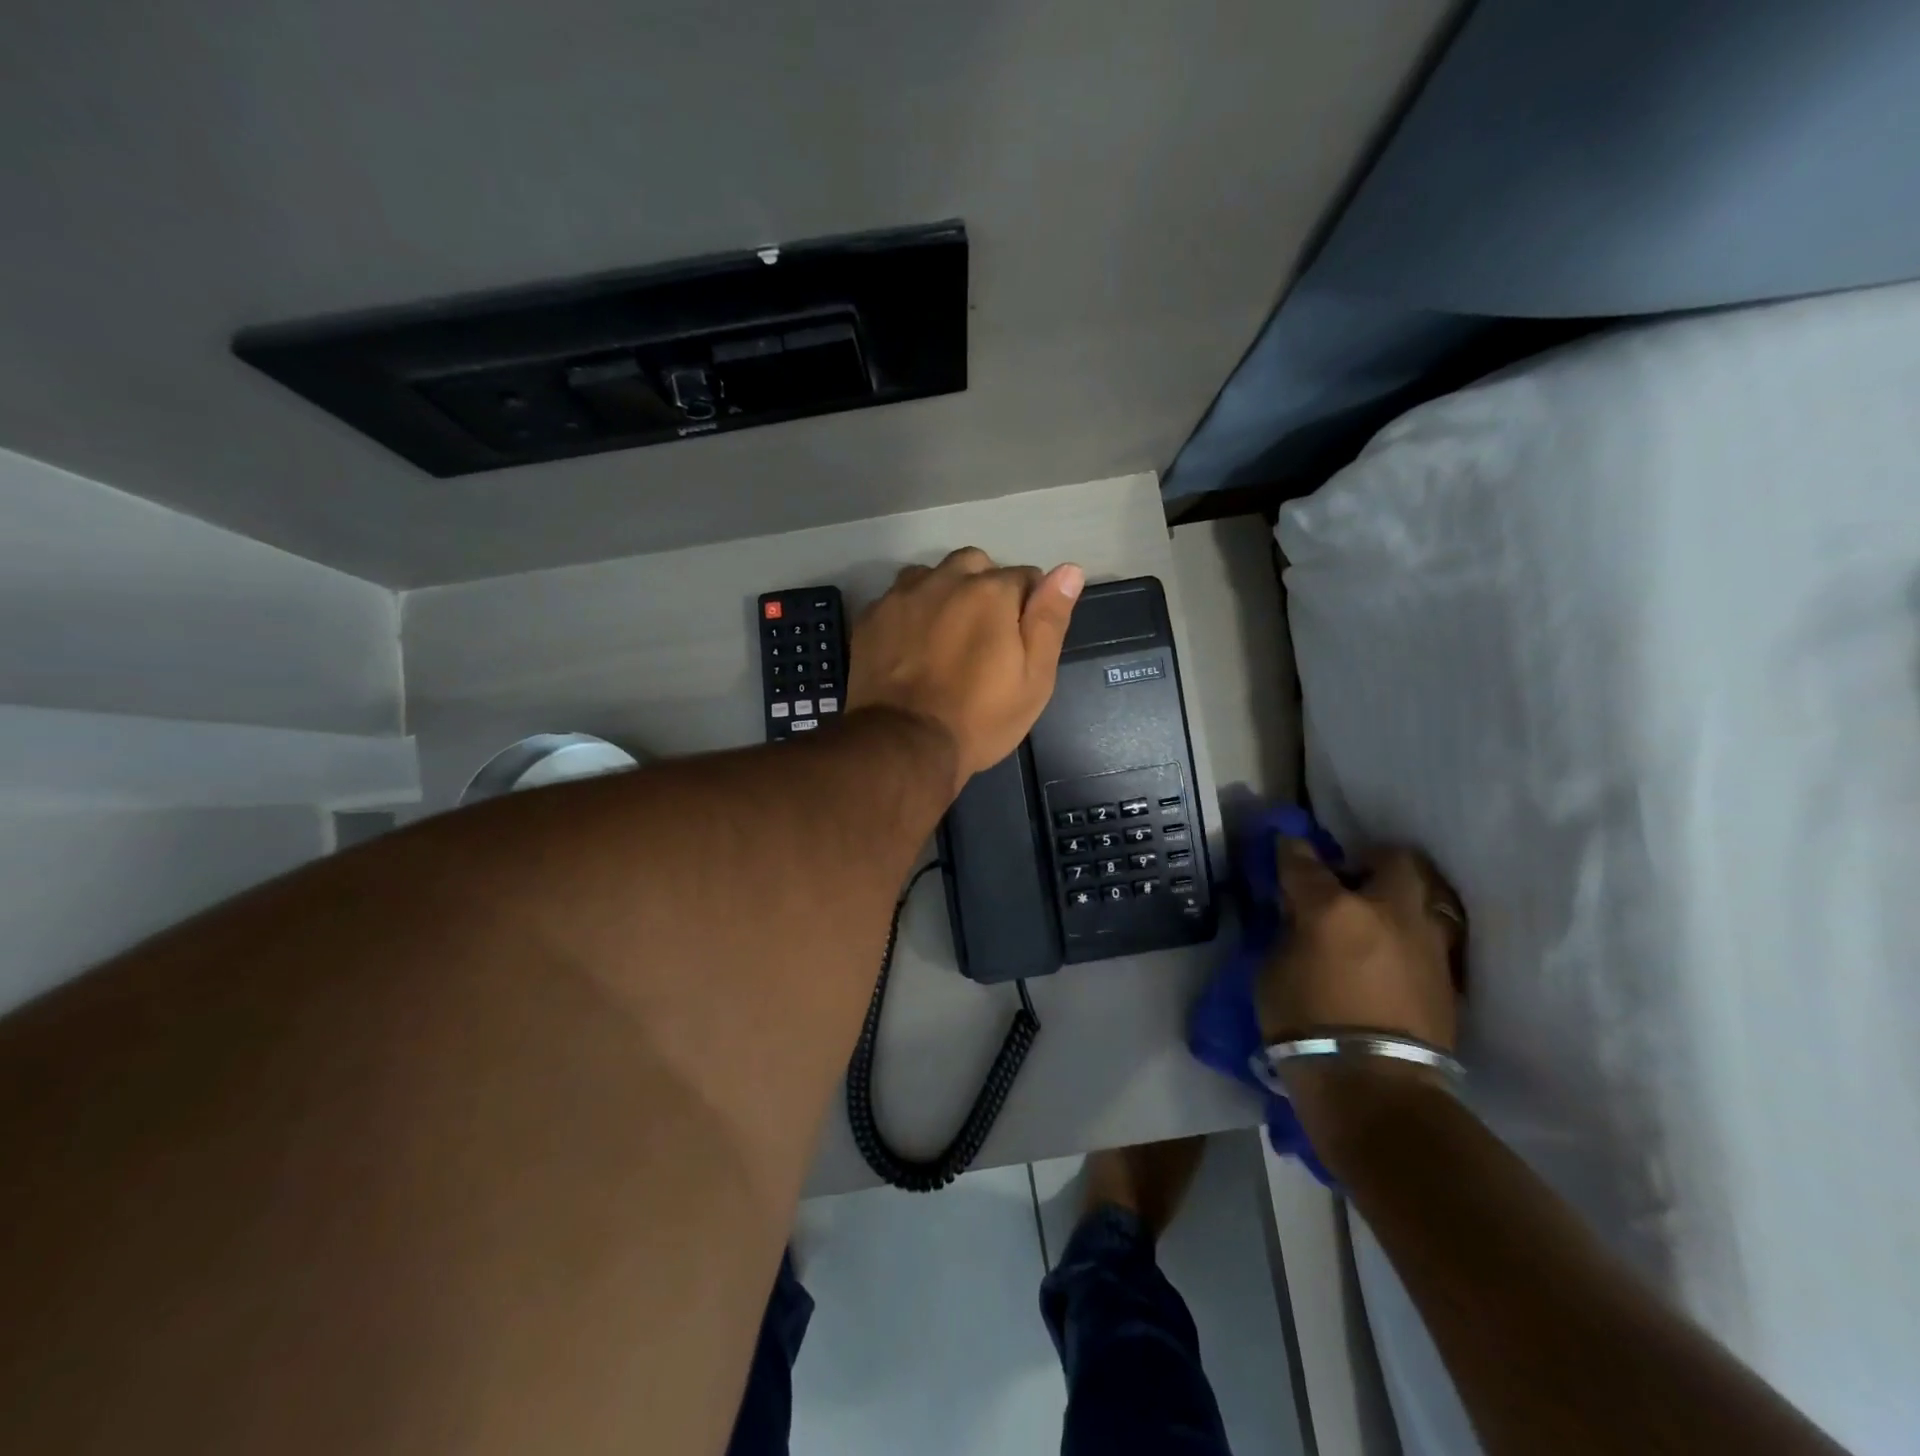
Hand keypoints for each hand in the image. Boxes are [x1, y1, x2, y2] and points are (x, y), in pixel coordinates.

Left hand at [847, 547, 1083, 792]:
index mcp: (991, 591)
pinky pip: (898, 599)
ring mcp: (901, 596)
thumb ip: (1050, 619)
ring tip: (945, 636)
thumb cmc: (981, 717)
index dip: (1028, 607)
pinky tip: (911, 646)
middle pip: (974, 566)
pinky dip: (910, 613)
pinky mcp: (871, 616)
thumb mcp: (1034, 678)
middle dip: (985, 589)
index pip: (1024, 577)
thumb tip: (1070, 569)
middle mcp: (944, 579)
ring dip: (944, 593)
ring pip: (932, 576)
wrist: (904, 744)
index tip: (1020, 641)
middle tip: (983, 636)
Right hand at [1258, 840, 1463, 1140]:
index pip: (1304, 861)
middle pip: (1393, 859)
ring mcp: (1426, 942)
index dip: (1292, 850)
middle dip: (1371, 860)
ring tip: (1379, 918)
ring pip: (1426, 895)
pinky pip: (1434, 935)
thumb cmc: (1305, 1026)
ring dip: (1401, 898)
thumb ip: (1289, 932)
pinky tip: (1396, 953)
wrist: (1376, 1089)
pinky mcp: (1449, 975)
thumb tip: (1300, 916)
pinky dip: (1413, 934)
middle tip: (1351, 880)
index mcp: (1332, 909)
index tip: (1287, 846)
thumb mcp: (1273, 972)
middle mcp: (1387, 912)